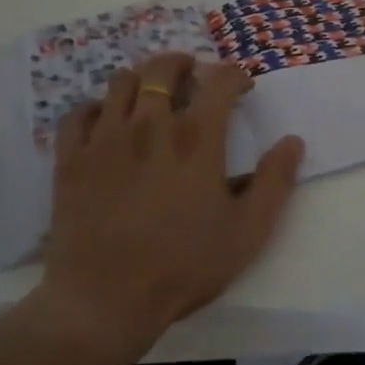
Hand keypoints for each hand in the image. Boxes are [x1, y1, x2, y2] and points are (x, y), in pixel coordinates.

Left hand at [38, 53, 304, 355]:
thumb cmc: (183, 266)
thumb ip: (275, 182)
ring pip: (121, 82)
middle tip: (192, 76)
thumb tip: (293, 141)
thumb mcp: (247, 232)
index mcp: (197, 138)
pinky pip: (79, 113)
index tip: (242, 86)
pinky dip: (95, 108)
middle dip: (183, 63)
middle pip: (164, 68)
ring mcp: (106, 137)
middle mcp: (150, 124)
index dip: (235, 74)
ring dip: (142, 79)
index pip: (220, 80)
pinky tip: (105, 122)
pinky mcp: (72, 158)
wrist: (104, 301)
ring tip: (150, 95)